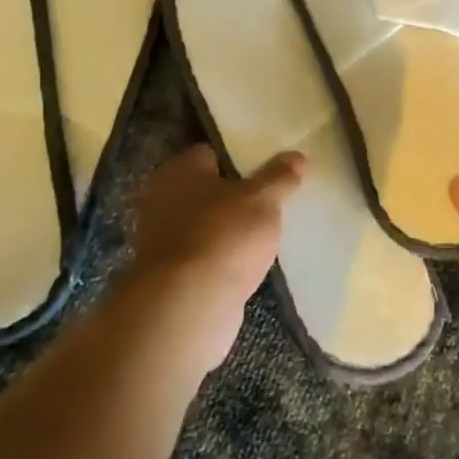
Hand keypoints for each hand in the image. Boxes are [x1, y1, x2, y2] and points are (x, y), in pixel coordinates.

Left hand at [119, 143, 304, 376]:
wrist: (189, 305)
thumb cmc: (224, 236)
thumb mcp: (262, 199)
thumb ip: (279, 176)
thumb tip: (297, 156)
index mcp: (178, 171)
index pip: (209, 153)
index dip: (238, 158)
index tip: (266, 169)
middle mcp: (161, 200)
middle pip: (205, 190)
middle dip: (233, 196)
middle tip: (269, 200)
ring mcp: (162, 241)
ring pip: (204, 225)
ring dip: (227, 229)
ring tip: (264, 232)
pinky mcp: (170, 276)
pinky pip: (203, 256)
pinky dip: (221, 258)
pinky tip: (247, 263)